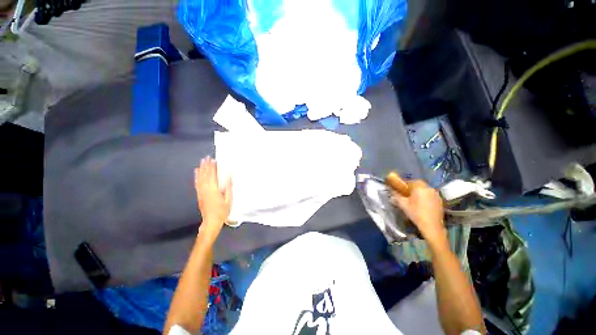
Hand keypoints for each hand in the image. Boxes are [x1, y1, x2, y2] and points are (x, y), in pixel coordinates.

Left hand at [195, 156, 231, 233]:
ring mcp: (201, 192)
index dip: (212, 167)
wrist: (211, 221)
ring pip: (200, 178)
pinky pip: (197, 184)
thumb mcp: (229, 200)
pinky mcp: (199, 195)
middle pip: (205, 175)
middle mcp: (205, 189)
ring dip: (201, 169)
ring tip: (202, 162)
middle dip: (206, 166)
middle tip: (206, 157)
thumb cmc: (222, 211)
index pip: (212, 175)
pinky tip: (197, 173)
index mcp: (213, 190)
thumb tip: (229, 177)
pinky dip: (196, 177)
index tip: (213, 160)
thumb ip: (228, 188)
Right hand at [390, 180, 446, 245]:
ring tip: (413, 199)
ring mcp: (436, 194)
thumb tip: (390, 189)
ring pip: (424, 189)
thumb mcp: (402, 204)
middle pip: (418, 184)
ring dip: (418, 191)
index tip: (399, 188)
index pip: (409, 181)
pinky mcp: (440, 200)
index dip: (403, 184)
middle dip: (411, 187)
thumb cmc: (415, 213)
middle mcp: (429, 188)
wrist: (432, 226)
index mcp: (419, 187)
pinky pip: (430, 194)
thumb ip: (395, 194)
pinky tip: (421, 203)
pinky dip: (425, 196)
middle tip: (406, 193)